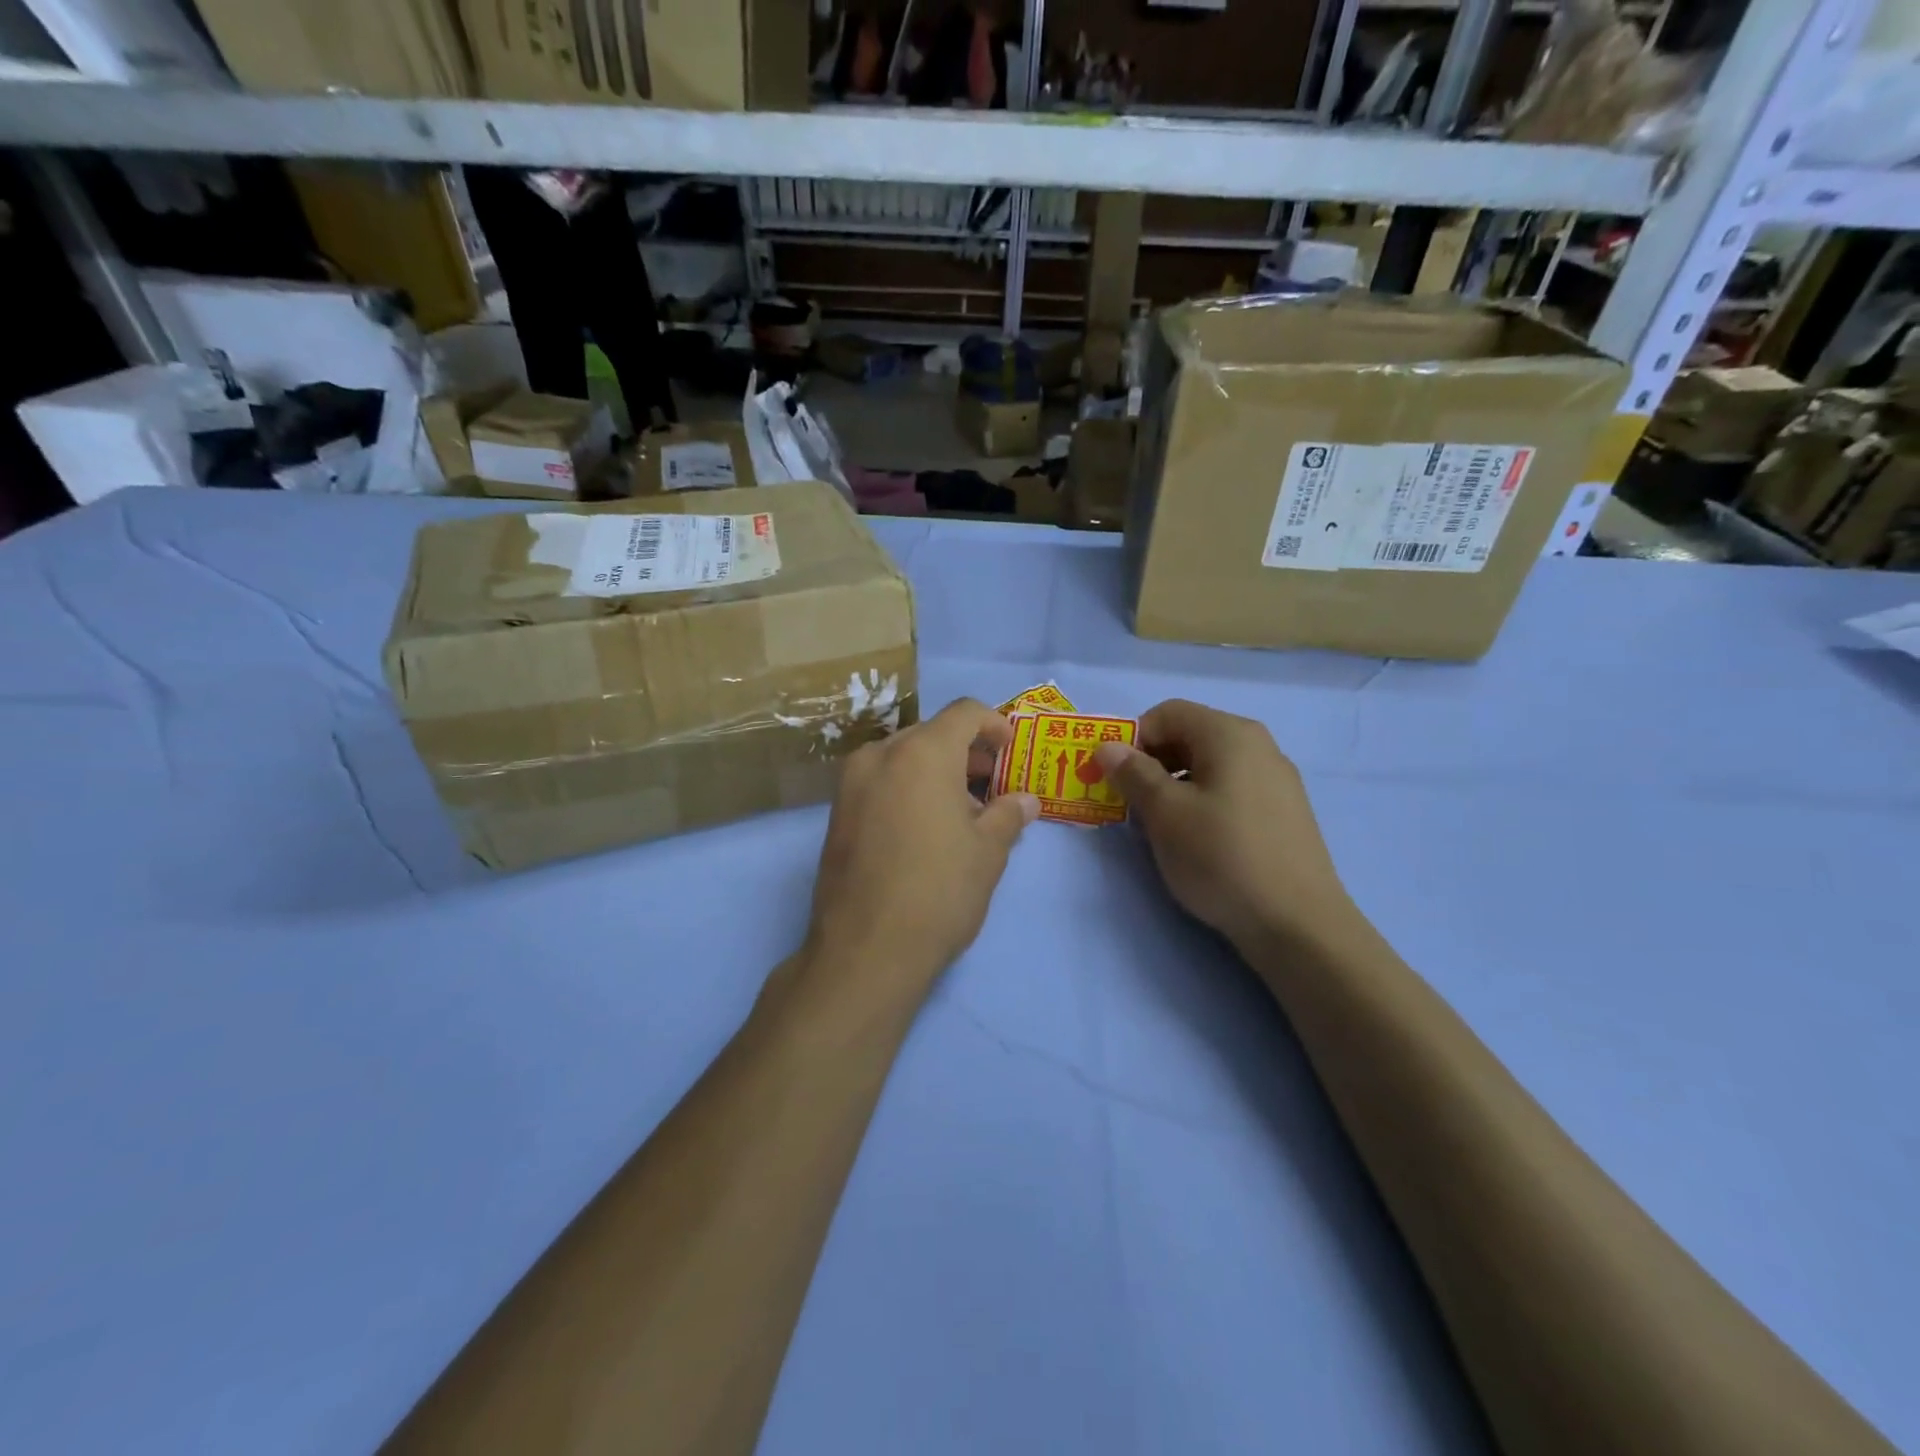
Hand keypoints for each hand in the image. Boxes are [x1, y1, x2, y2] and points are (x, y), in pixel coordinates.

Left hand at [800, 698, 1039, 1010]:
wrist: (865, 951)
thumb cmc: (939, 891)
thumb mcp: (987, 853)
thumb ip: (1008, 814)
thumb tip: (1025, 801)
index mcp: (922, 752)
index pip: (964, 712)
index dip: (994, 724)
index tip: (1010, 750)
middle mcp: (880, 755)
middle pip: (931, 734)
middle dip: (966, 752)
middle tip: (993, 784)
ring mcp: (851, 783)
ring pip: (903, 758)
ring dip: (937, 771)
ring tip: (963, 811)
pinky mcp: (836, 813)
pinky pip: (881, 782)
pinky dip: (908, 788)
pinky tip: (926, 827)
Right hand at [1095, 700, 1354, 953]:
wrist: (1297, 924)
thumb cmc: (1221, 857)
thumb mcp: (1165, 813)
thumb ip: (1133, 773)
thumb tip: (1108, 746)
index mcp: (1229, 734)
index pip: (1167, 713)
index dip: (1133, 739)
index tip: (1115, 778)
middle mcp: (1258, 745)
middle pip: (1190, 735)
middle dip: (1152, 763)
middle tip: (1131, 804)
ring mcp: (1277, 779)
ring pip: (1209, 765)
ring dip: (1174, 785)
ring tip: (1161, 827)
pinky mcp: (1284, 812)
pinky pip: (1231, 789)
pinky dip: (1203, 802)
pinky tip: (1198, 841)